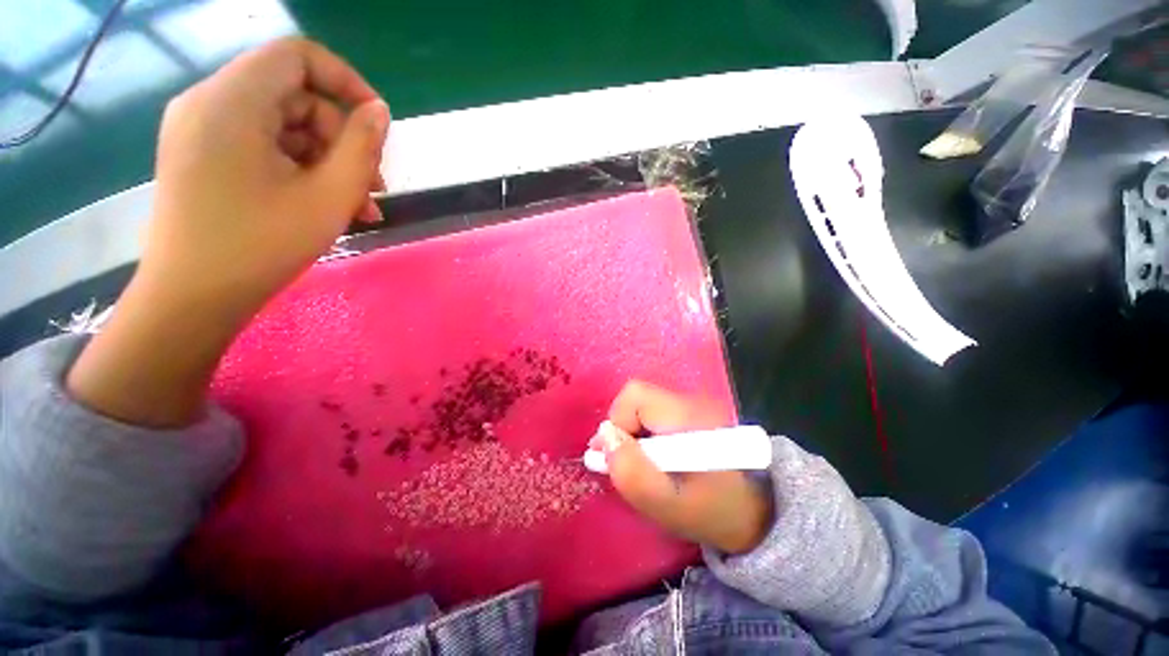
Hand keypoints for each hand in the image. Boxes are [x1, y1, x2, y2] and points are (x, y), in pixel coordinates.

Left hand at [146, 36, 389, 315]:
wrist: (193, 298)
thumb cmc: (262, 246)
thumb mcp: (328, 196)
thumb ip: (361, 147)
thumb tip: (379, 112)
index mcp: (232, 101)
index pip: (297, 56)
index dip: (345, 81)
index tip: (377, 124)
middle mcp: (209, 102)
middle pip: (294, 96)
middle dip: (342, 139)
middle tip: (372, 187)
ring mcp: (201, 129)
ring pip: (283, 125)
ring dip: (327, 161)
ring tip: (357, 207)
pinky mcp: (202, 154)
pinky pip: (262, 144)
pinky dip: (298, 167)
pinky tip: (324, 203)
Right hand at [593, 381, 773, 553]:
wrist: (759, 514)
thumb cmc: (714, 514)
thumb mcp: (669, 507)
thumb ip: (633, 474)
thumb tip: (605, 437)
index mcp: (689, 416)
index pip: (636, 396)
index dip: (618, 422)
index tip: (616, 457)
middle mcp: (691, 401)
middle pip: (637, 398)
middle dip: (623, 429)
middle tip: (625, 463)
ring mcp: (693, 405)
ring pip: (643, 406)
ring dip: (632, 433)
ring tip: (641, 465)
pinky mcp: (692, 414)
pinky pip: (654, 414)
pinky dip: (644, 434)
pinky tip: (653, 458)